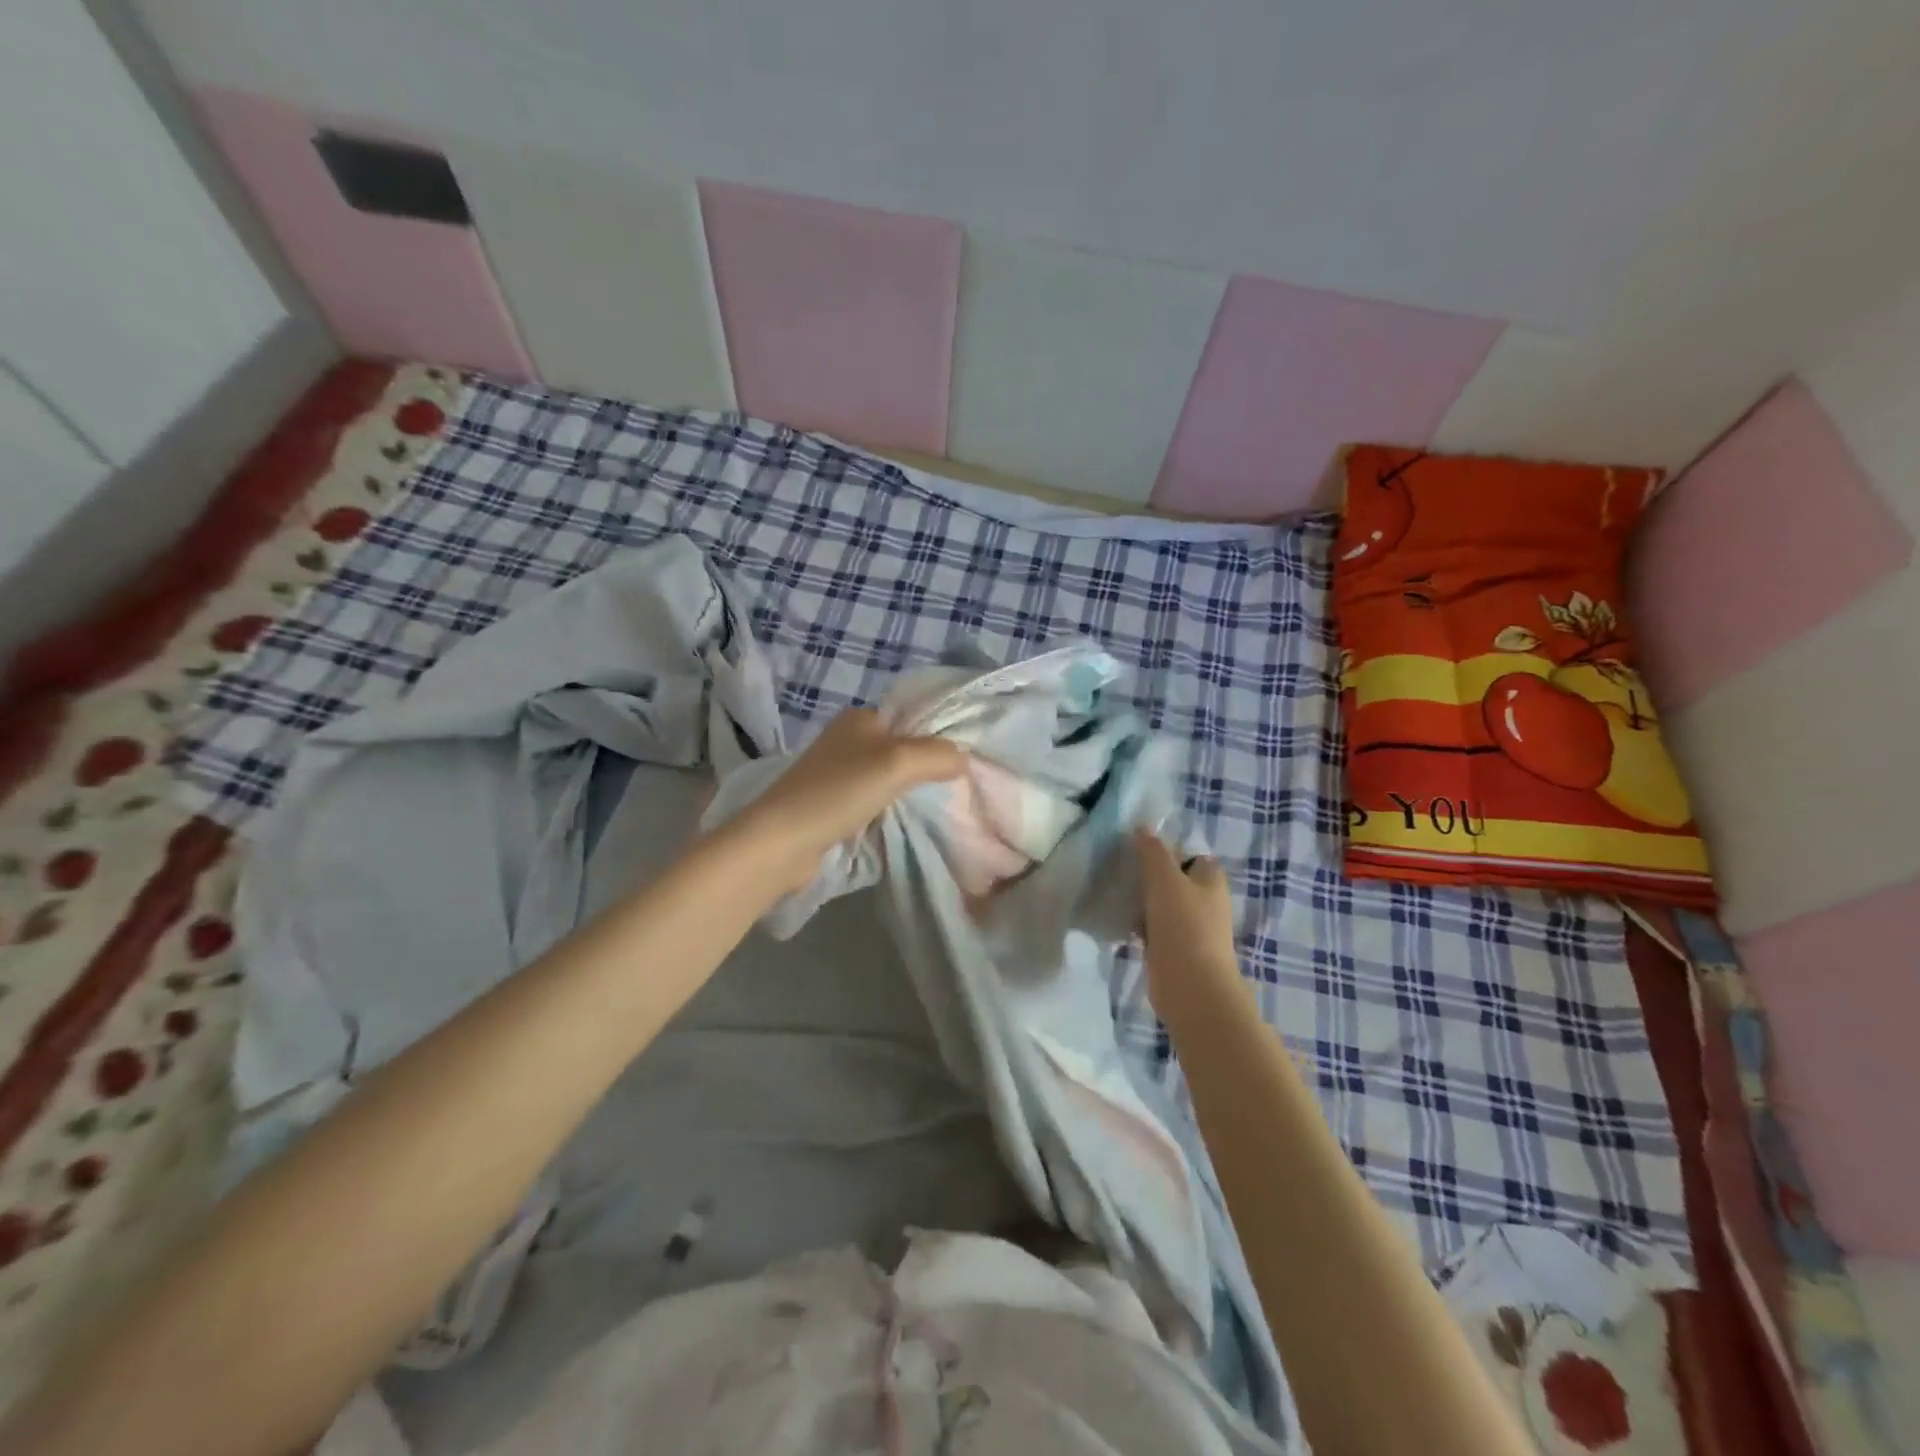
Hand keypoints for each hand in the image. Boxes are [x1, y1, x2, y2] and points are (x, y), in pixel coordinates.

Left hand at [730, 708, 965, 890]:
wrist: (783, 840)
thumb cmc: (840, 791)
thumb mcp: (899, 763)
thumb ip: (937, 756)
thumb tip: (963, 759)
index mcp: (859, 718)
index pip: (911, 719)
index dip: (937, 739)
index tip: (961, 766)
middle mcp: (846, 739)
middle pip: (900, 749)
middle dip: (924, 769)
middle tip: (952, 791)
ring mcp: (834, 773)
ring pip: (886, 778)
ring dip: (906, 793)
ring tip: (934, 809)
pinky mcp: (828, 803)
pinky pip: (870, 801)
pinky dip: (886, 811)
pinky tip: (900, 823)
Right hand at [1134, 830, 1245, 1025]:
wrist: (1191, 987)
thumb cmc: (1184, 926)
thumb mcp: (1165, 879)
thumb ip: (1153, 852)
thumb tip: (1143, 827)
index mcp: (1210, 880)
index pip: (1191, 855)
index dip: (1168, 849)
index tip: (1138, 849)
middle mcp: (1205, 902)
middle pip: (1173, 880)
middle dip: (1148, 875)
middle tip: (1119, 868)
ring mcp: (1190, 928)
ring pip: (1160, 905)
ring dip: (1140, 901)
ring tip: (1113, 891)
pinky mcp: (1174, 950)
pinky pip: (1153, 929)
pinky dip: (1138, 925)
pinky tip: (1117, 921)